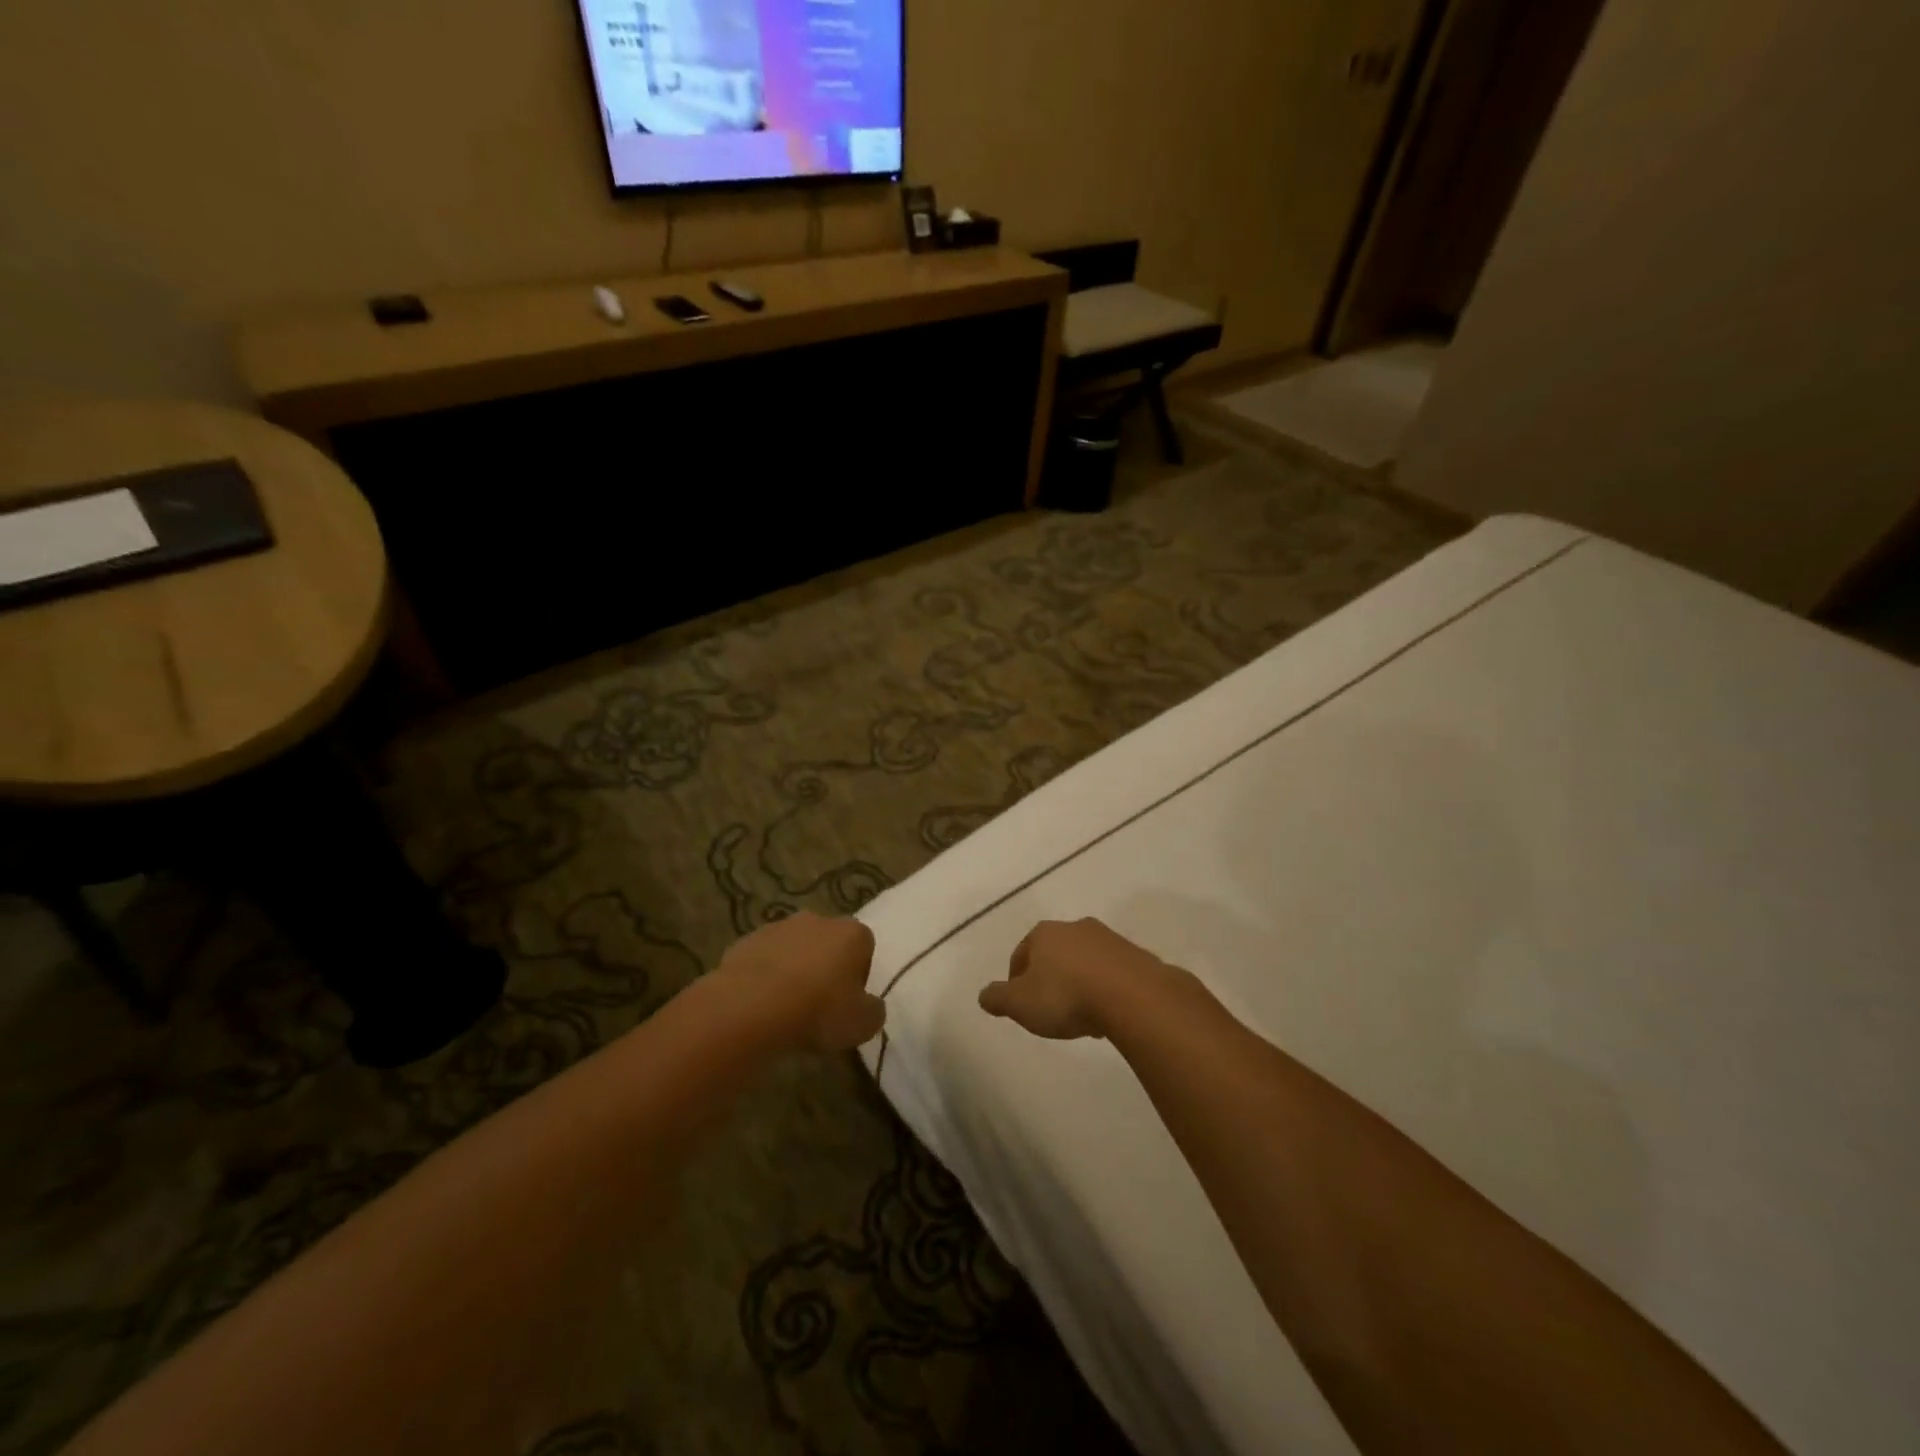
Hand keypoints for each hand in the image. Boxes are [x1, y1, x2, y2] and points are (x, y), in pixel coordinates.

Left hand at [717, 911, 885, 1051]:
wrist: (752, 1006)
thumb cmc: (818, 1010)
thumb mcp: (863, 1024)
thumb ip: (873, 1010)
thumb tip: (869, 1005)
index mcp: (853, 933)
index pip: (864, 948)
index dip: (858, 976)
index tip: (847, 1003)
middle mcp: (818, 920)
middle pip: (828, 943)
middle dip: (825, 968)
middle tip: (818, 1005)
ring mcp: (779, 927)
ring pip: (794, 949)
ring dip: (793, 971)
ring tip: (785, 1008)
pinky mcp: (747, 940)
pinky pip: (764, 959)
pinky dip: (764, 977)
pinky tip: (760, 1004)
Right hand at [978, 918, 1176, 1039]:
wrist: (1132, 996)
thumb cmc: (1066, 996)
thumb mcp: (1020, 1003)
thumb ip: (998, 998)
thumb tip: (984, 995)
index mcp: (1043, 933)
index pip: (1021, 954)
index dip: (1016, 980)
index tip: (1020, 1005)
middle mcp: (1074, 927)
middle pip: (1054, 955)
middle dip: (1050, 979)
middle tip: (1050, 1011)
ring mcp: (1108, 938)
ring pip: (1084, 962)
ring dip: (1079, 983)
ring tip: (1081, 1016)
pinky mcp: (1135, 955)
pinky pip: (1111, 972)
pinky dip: (1105, 988)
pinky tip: (1106, 1013)